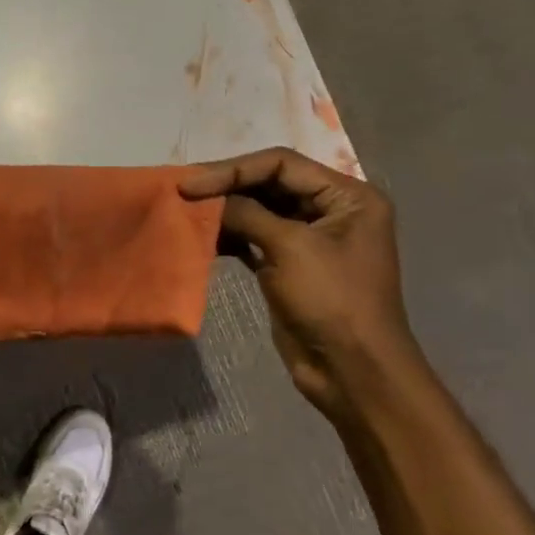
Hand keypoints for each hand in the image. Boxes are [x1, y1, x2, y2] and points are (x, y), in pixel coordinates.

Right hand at [181, 147, 418, 414]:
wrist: (351, 371)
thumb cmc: (331, 300)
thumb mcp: (290, 247)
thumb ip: (247, 213)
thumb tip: (206, 197)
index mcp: (348, 195)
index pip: (282, 164)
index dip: (233, 169)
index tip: (190, 183)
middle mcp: (331, 210)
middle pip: (269, 184)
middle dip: (227, 187)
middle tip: (182, 192)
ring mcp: (309, 239)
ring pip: (258, 211)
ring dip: (224, 212)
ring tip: (186, 213)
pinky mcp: (289, 266)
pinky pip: (254, 239)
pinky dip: (229, 237)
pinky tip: (202, 238)